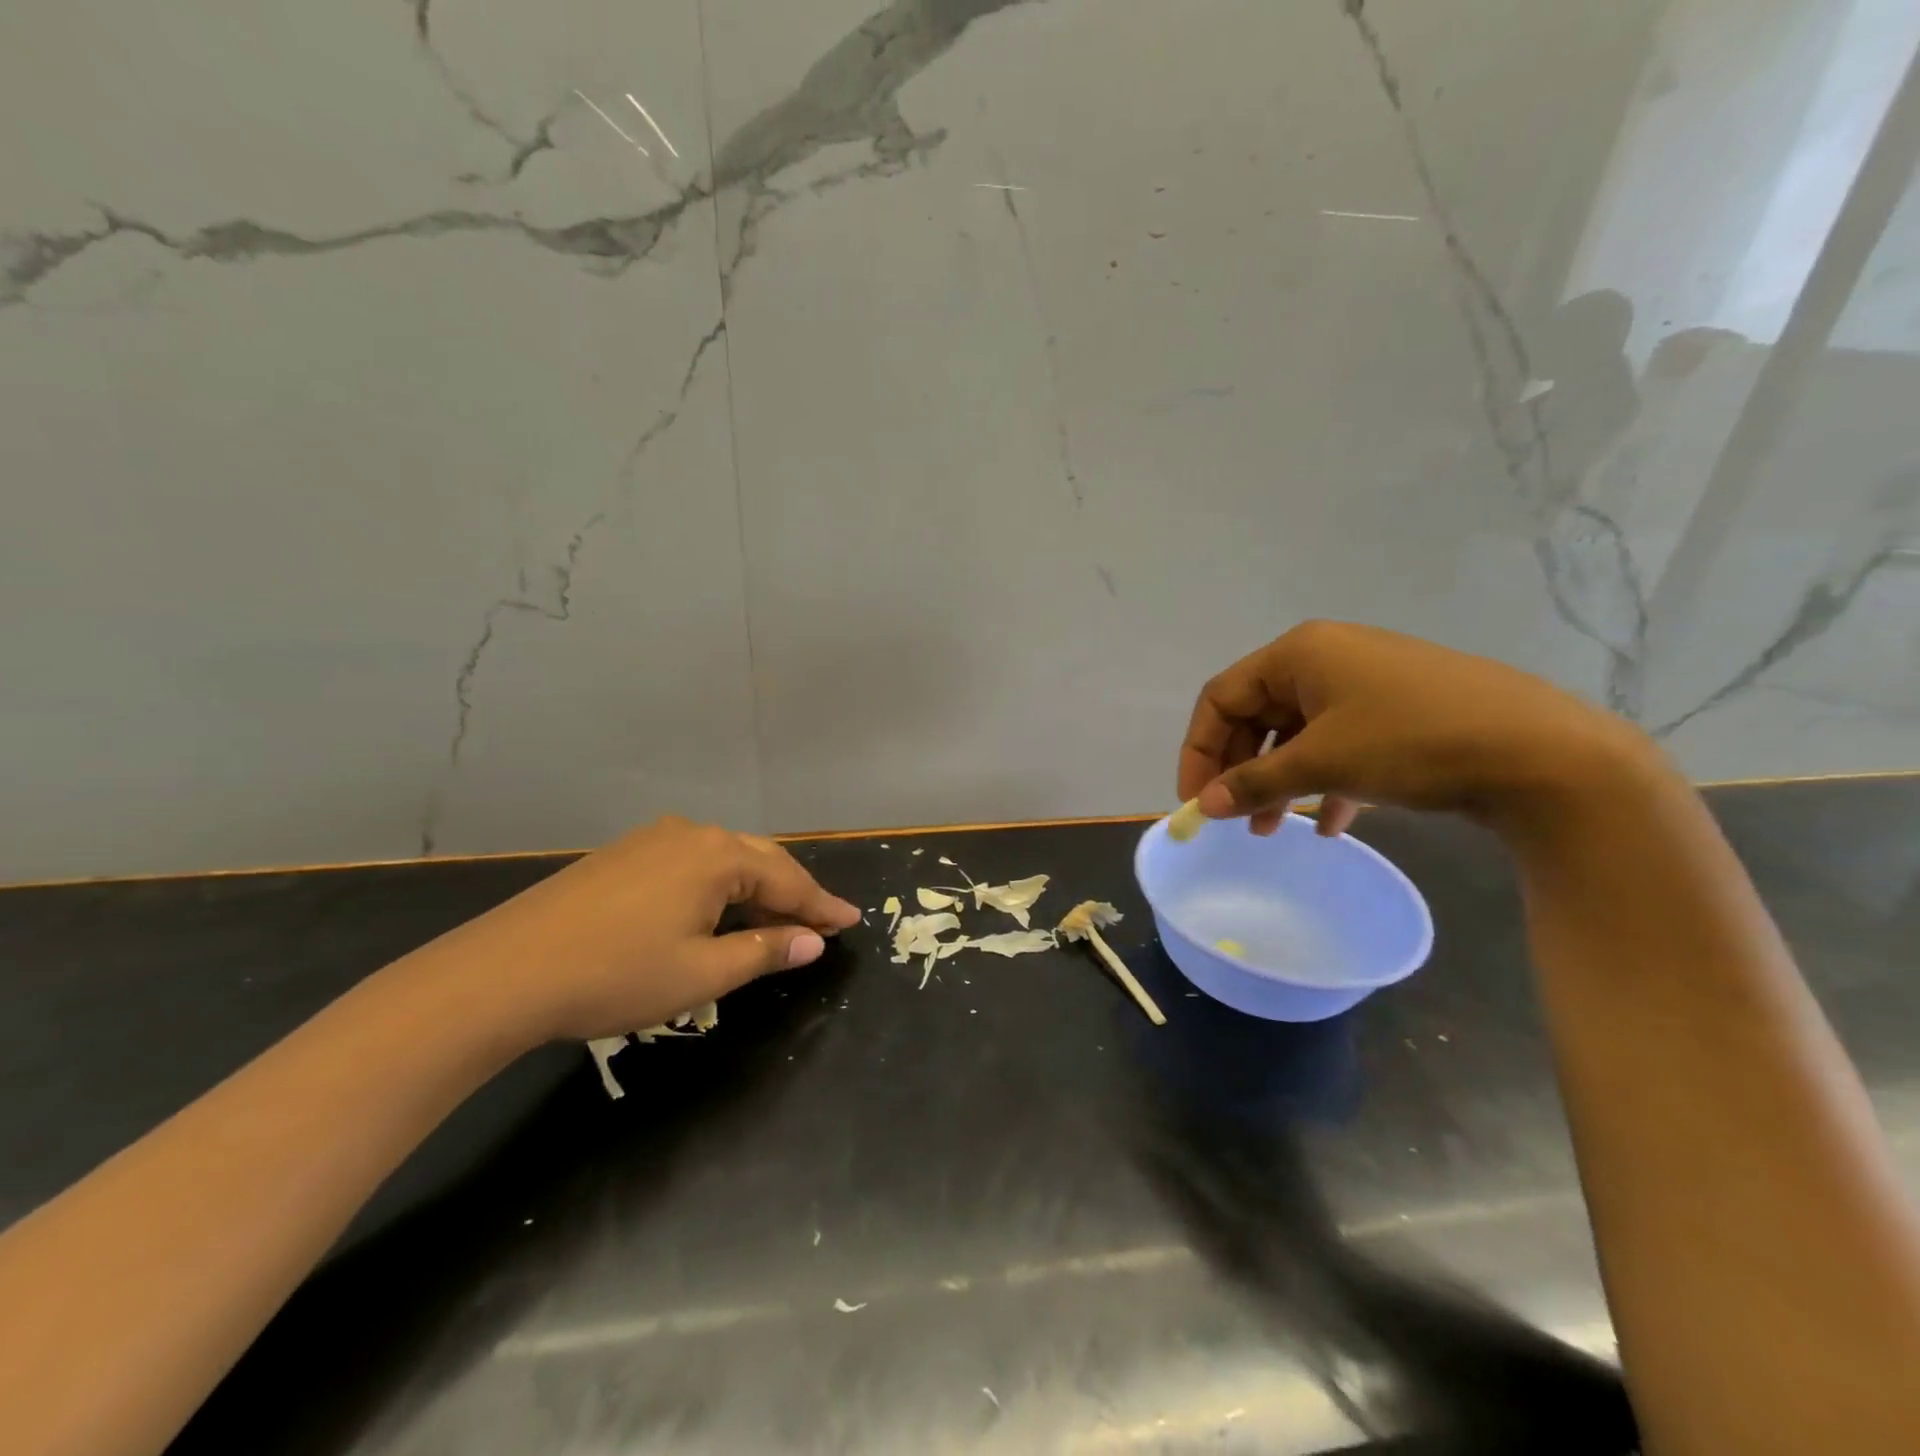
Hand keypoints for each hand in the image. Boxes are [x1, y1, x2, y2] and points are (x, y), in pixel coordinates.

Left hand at [418, 817, 862, 1043]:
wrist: (503, 972)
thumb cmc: (616, 974)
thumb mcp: (701, 973)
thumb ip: (764, 952)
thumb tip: (812, 942)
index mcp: (718, 856)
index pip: (789, 880)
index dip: (822, 906)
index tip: (853, 921)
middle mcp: (691, 834)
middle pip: (760, 861)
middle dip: (793, 894)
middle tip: (820, 924)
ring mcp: (653, 840)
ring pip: (725, 860)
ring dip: (755, 890)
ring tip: (774, 924)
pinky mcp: (623, 854)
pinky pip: (691, 864)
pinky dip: (718, 888)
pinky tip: (716, 913)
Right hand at [1178, 621, 1659, 837]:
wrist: (1542, 754)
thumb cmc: (1412, 741)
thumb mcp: (1322, 762)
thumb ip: (1255, 783)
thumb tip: (1205, 805)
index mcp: (1300, 653)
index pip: (1221, 697)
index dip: (1199, 750)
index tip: (1196, 800)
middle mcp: (1327, 659)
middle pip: (1258, 715)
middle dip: (1241, 770)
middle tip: (1235, 818)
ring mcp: (1366, 684)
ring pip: (1298, 734)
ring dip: (1279, 782)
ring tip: (1274, 831)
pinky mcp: (1398, 712)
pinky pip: (1340, 744)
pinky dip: (1325, 781)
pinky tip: (1333, 825)